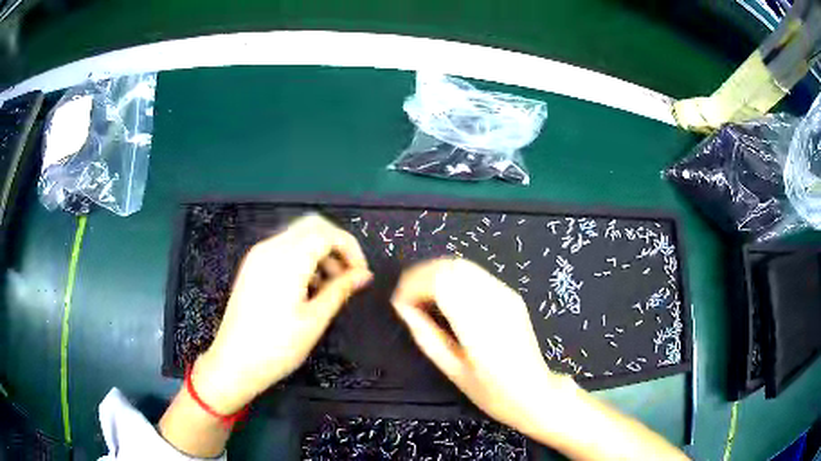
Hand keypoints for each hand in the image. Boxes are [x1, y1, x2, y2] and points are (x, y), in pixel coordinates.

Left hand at [193, 214, 371, 413]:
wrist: (233, 363)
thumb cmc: (277, 347)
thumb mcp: (314, 320)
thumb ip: (340, 290)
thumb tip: (364, 275)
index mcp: (287, 259)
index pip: (327, 234)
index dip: (350, 248)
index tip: (362, 274)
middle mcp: (270, 248)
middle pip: (312, 226)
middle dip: (336, 245)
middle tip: (349, 274)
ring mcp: (258, 255)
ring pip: (297, 236)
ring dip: (319, 252)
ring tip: (331, 285)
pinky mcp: (252, 266)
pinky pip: (283, 249)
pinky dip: (302, 258)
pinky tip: (308, 286)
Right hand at [391, 258, 576, 436]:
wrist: (533, 391)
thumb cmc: (491, 391)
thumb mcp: (452, 370)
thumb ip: (425, 335)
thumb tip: (403, 308)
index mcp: (479, 324)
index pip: (441, 282)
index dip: (413, 285)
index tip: (398, 302)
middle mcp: (494, 301)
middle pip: (451, 266)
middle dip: (421, 274)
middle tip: (405, 296)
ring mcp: (506, 294)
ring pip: (463, 264)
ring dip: (436, 272)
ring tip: (420, 293)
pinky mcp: (510, 294)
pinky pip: (475, 273)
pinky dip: (452, 276)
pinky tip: (445, 294)